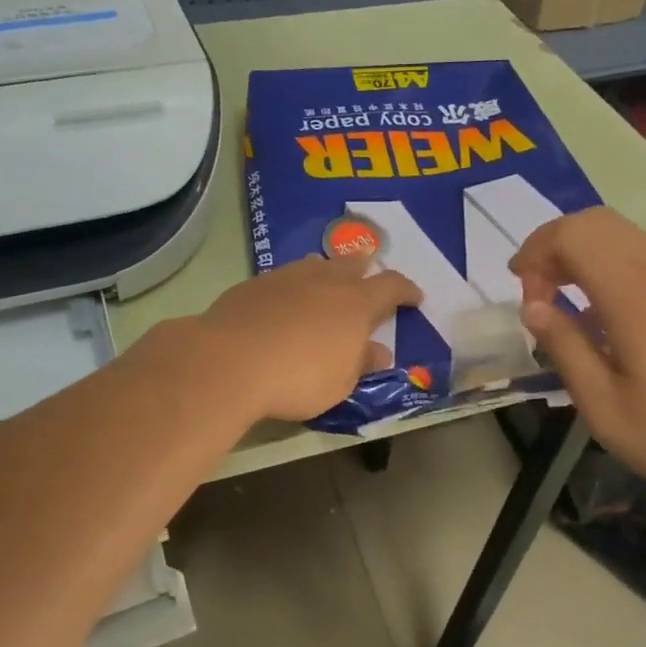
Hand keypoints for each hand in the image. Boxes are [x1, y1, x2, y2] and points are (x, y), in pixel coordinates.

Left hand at [192, 254, 421, 422]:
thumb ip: (361, 362)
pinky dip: (293, 287)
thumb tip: (379, 351)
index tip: (415, 298)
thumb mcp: (340, 382)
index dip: (406, 290)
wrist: (230, 362)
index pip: (391, 286)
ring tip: (326, 287)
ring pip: (315, 266)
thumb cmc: (298, 378)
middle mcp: (324, 280)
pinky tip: (284, 305)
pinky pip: (283, 278)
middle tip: (368, 281)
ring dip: (327, 274)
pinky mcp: (253, 285)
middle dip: (365, 271)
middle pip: (352, 264)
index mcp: (355, 303)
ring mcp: (286, 278)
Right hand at [510, 208, 645, 511]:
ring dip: (585, 256)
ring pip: (626, 237)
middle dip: (555, 247)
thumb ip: (564, 347)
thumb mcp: (604, 407)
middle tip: (538, 294)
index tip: (524, 298)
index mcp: (637, 294)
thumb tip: (533, 307)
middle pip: (599, 223)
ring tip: (567, 306)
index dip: (536, 253)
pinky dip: (614, 268)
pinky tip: (611, 319)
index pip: (574, 234)